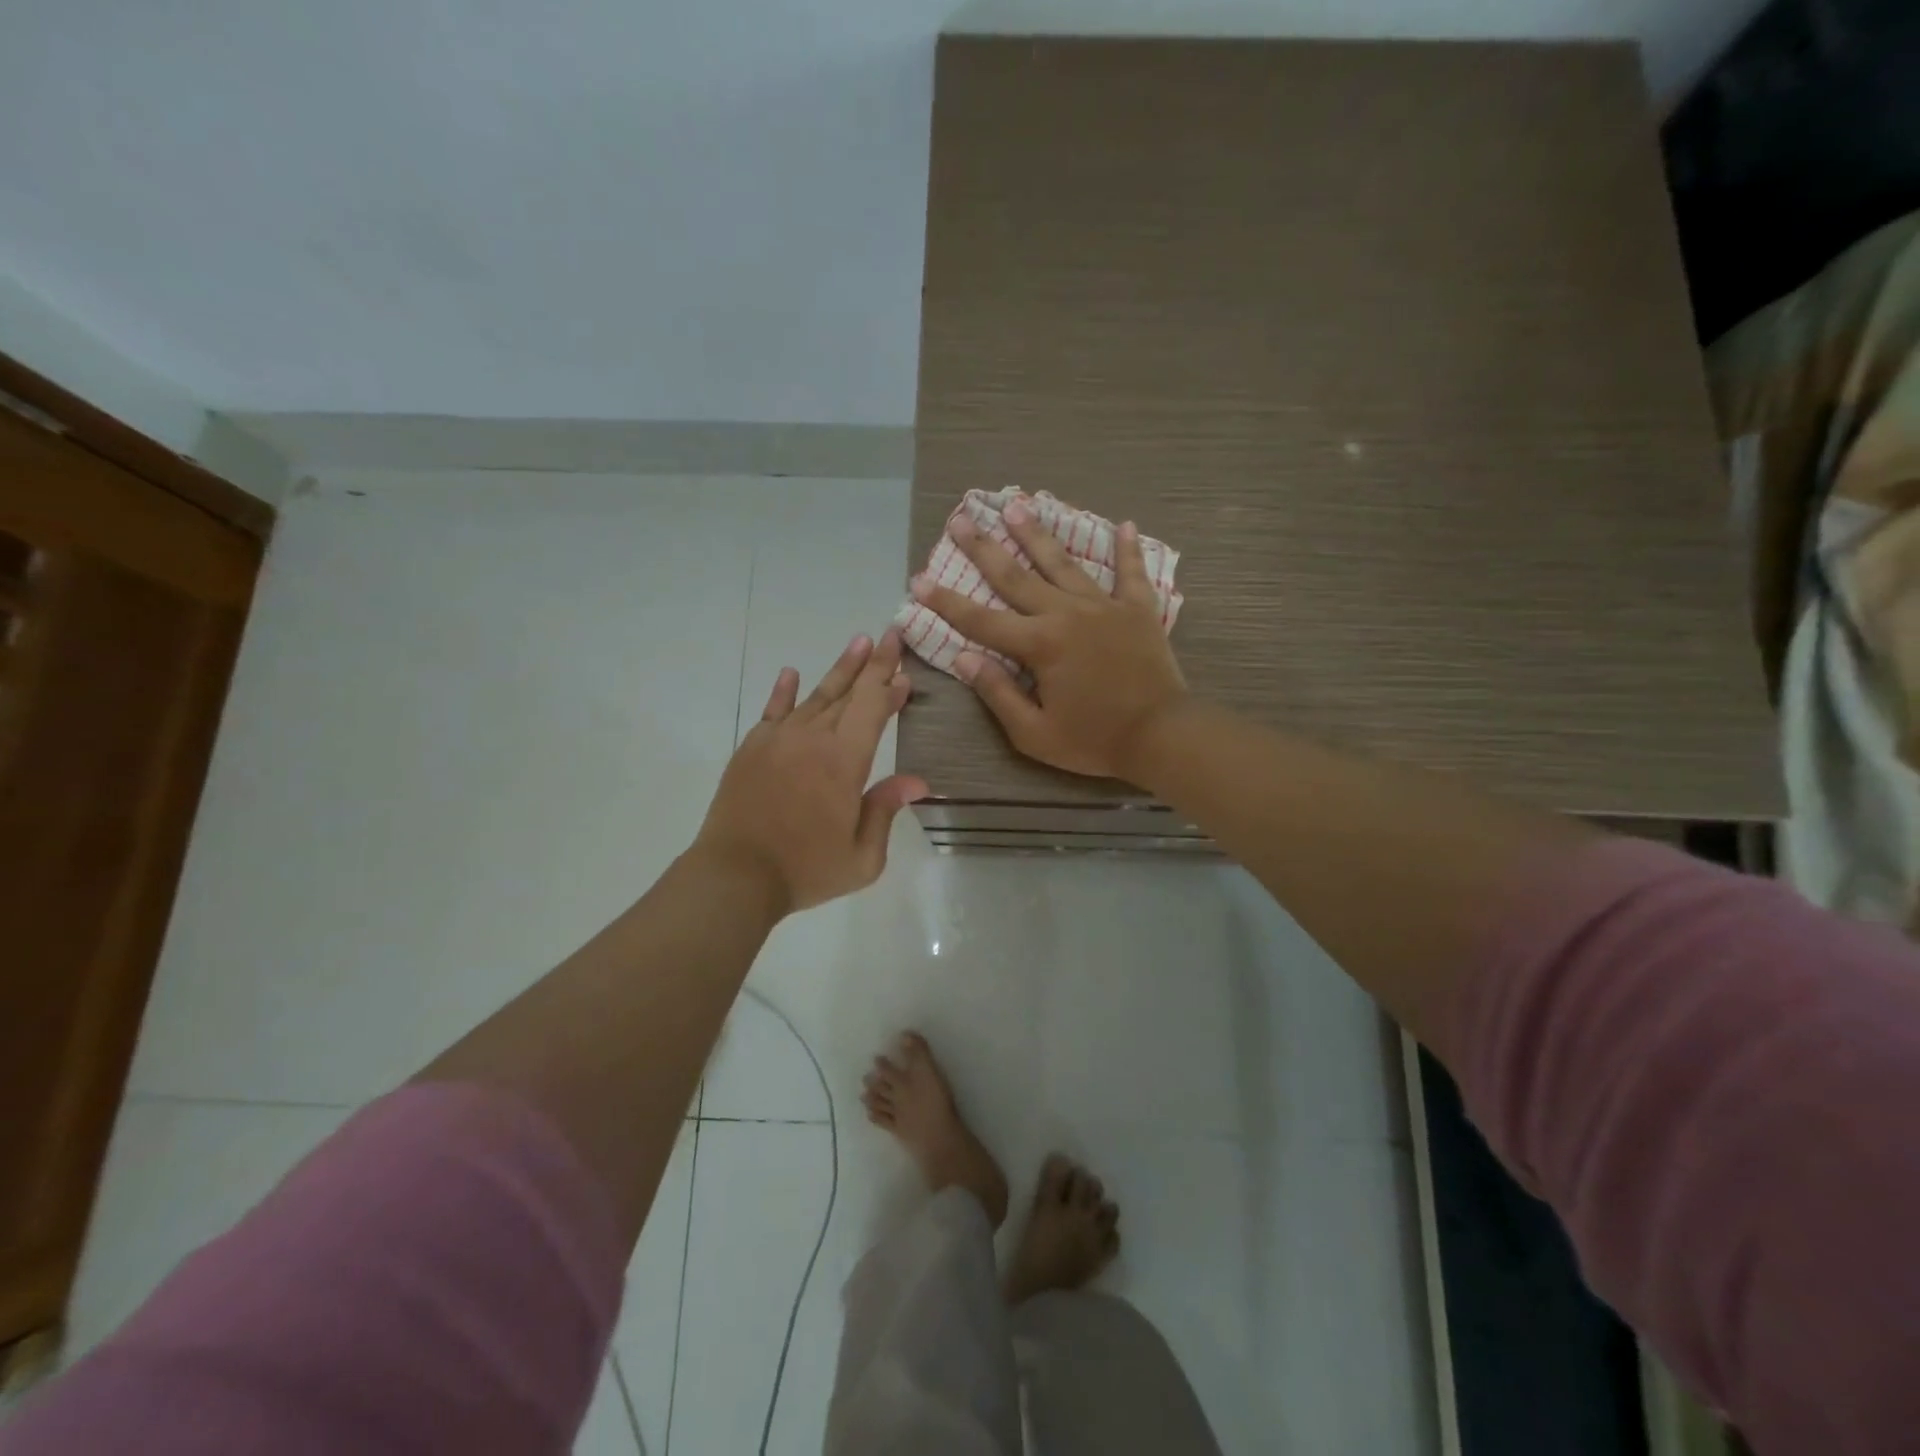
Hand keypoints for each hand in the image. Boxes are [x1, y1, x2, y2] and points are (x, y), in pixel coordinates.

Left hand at [696, 628, 926, 915]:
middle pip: (849, 693)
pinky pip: (773, 710)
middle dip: (873, 664)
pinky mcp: (752, 748)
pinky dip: (784, 691)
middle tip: (889, 634)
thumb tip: (917, 781)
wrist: (735, 875)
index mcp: (845, 761)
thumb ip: (886, 811)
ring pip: (816, 696)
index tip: (905, 669)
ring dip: (840, 670)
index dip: (890, 685)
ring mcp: (779, 739)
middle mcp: (813, 739)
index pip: (873, 709)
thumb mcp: (862, 857)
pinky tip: (791, 673)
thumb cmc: (805, 870)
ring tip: (857, 643)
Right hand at [909, 499, 1187, 780]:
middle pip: (1016, 576)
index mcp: (1039, 645)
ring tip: (1017, 505)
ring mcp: (1104, 606)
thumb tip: (964, 658)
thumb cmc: (1094, 740)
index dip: (946, 602)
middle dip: (984, 548)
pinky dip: (1126, 550)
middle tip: (961, 519)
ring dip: (1037, 534)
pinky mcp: (1137, 609)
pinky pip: (1130, 573)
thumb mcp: (1034, 733)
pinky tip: (1123, 524)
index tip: (919, 580)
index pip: (981, 620)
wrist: (1162, 735)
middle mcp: (1066, 614)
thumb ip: (997, 693)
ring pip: (1063, 563)